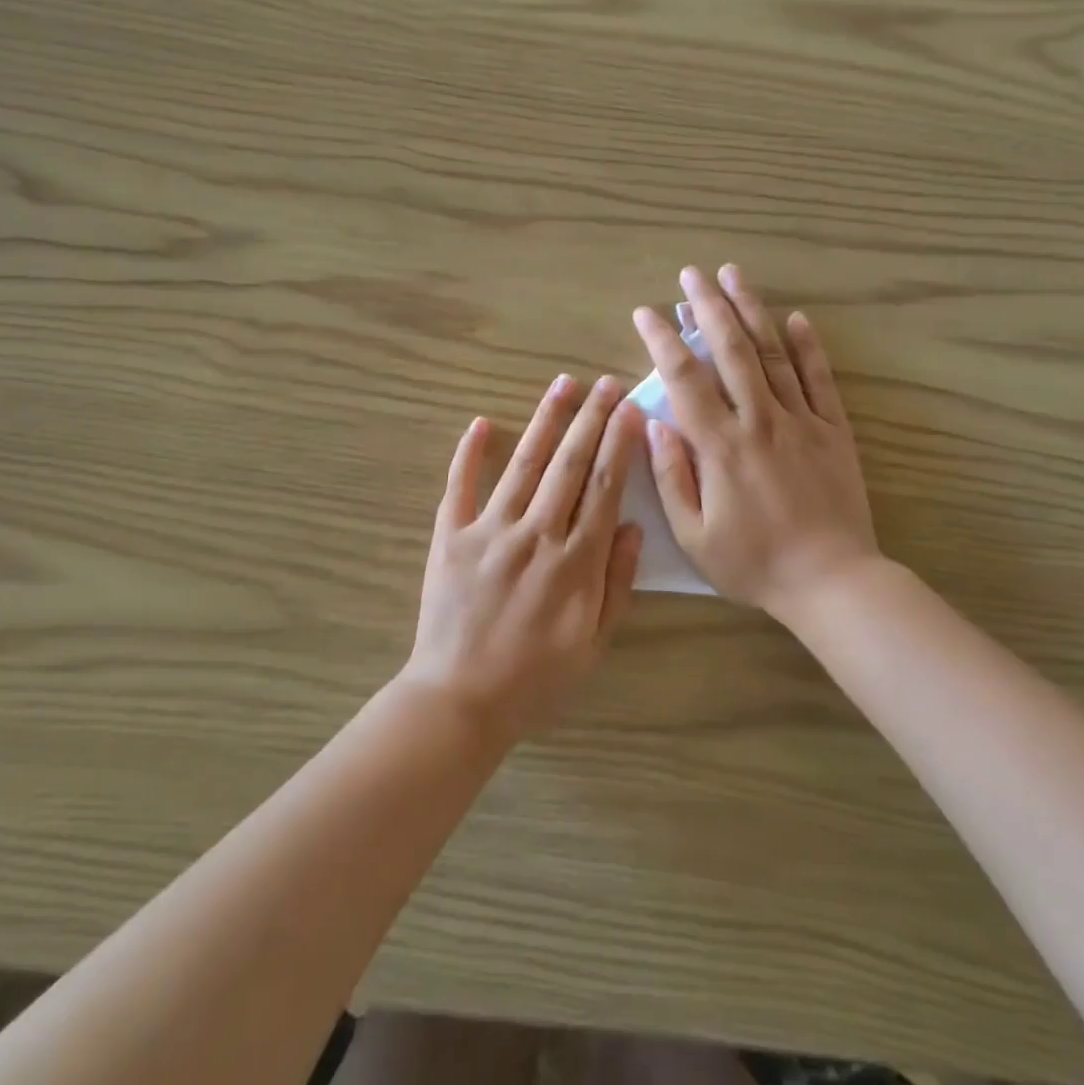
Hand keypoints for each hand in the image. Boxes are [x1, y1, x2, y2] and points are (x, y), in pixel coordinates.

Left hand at [403, 375, 644, 741]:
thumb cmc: (535, 680)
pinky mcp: (450, 537)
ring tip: (564, 385)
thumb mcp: (594, 644)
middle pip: (569, 465)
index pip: (604, 488)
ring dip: (545, 421)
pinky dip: (469, 453)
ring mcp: (489, 531)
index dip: (620, 445)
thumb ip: (616, 584)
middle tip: (608, 383)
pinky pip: (460, 486)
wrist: (460, 701)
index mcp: (575, 562)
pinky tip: (481, 422)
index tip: (632, 411)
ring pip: (524, 464)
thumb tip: (632, 527)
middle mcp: (536, 535)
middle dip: (592, 419)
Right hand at [634, 265, 880, 620]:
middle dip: (708, 306)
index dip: (662, 340)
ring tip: (734, 274)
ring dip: (751, 310)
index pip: (685, 379)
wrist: (831, 581)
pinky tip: (796, 318)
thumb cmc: (754, 563)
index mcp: (720, 446)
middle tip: (691, 274)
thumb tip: (654, 422)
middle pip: (731, 350)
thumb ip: (671, 476)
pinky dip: (808, 346)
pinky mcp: (833, 430)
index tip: (646, 313)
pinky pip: (819, 379)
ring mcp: (801, 421)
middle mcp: (760, 420)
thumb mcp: (695, 535)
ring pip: (773, 353)